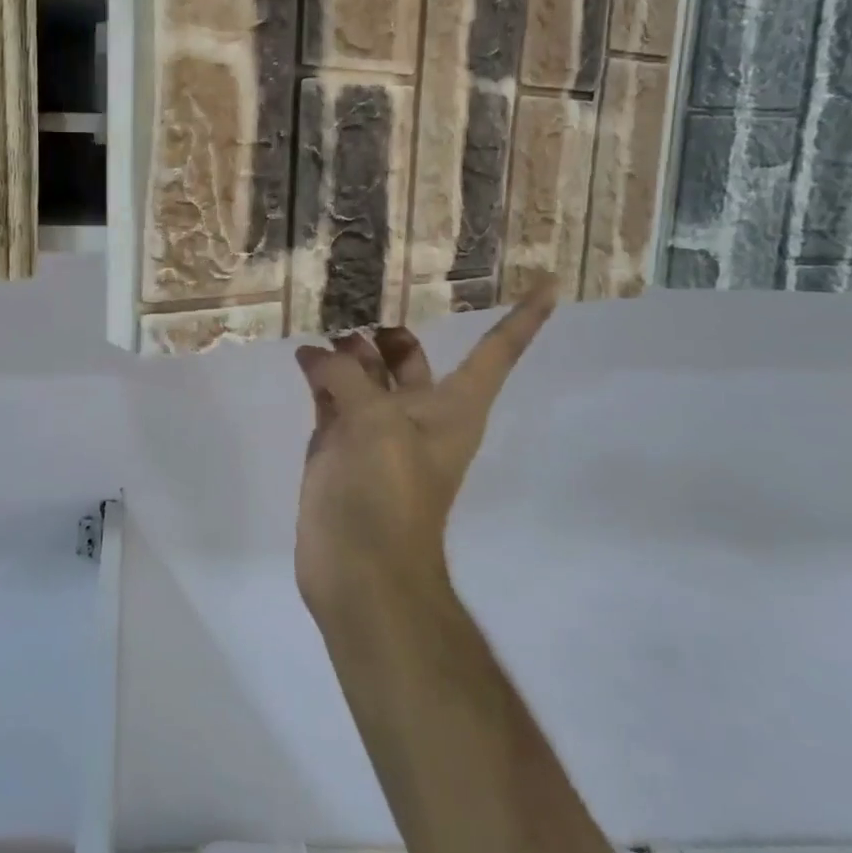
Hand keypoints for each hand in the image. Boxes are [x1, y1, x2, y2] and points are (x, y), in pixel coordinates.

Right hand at [292, 284, 555, 615]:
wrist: (361, 569)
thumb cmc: (387, 494)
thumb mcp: (374, 424)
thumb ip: (347, 378)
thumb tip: (317, 354)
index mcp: (453, 407)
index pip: (496, 351)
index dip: (523, 318)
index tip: (549, 283)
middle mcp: (418, 412)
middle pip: (410, 357)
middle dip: (390, 329)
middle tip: (354, 291)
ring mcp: (375, 429)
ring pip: (365, 374)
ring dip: (347, 348)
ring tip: (319, 313)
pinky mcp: (340, 446)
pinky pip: (332, 397)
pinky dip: (320, 376)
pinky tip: (302, 354)